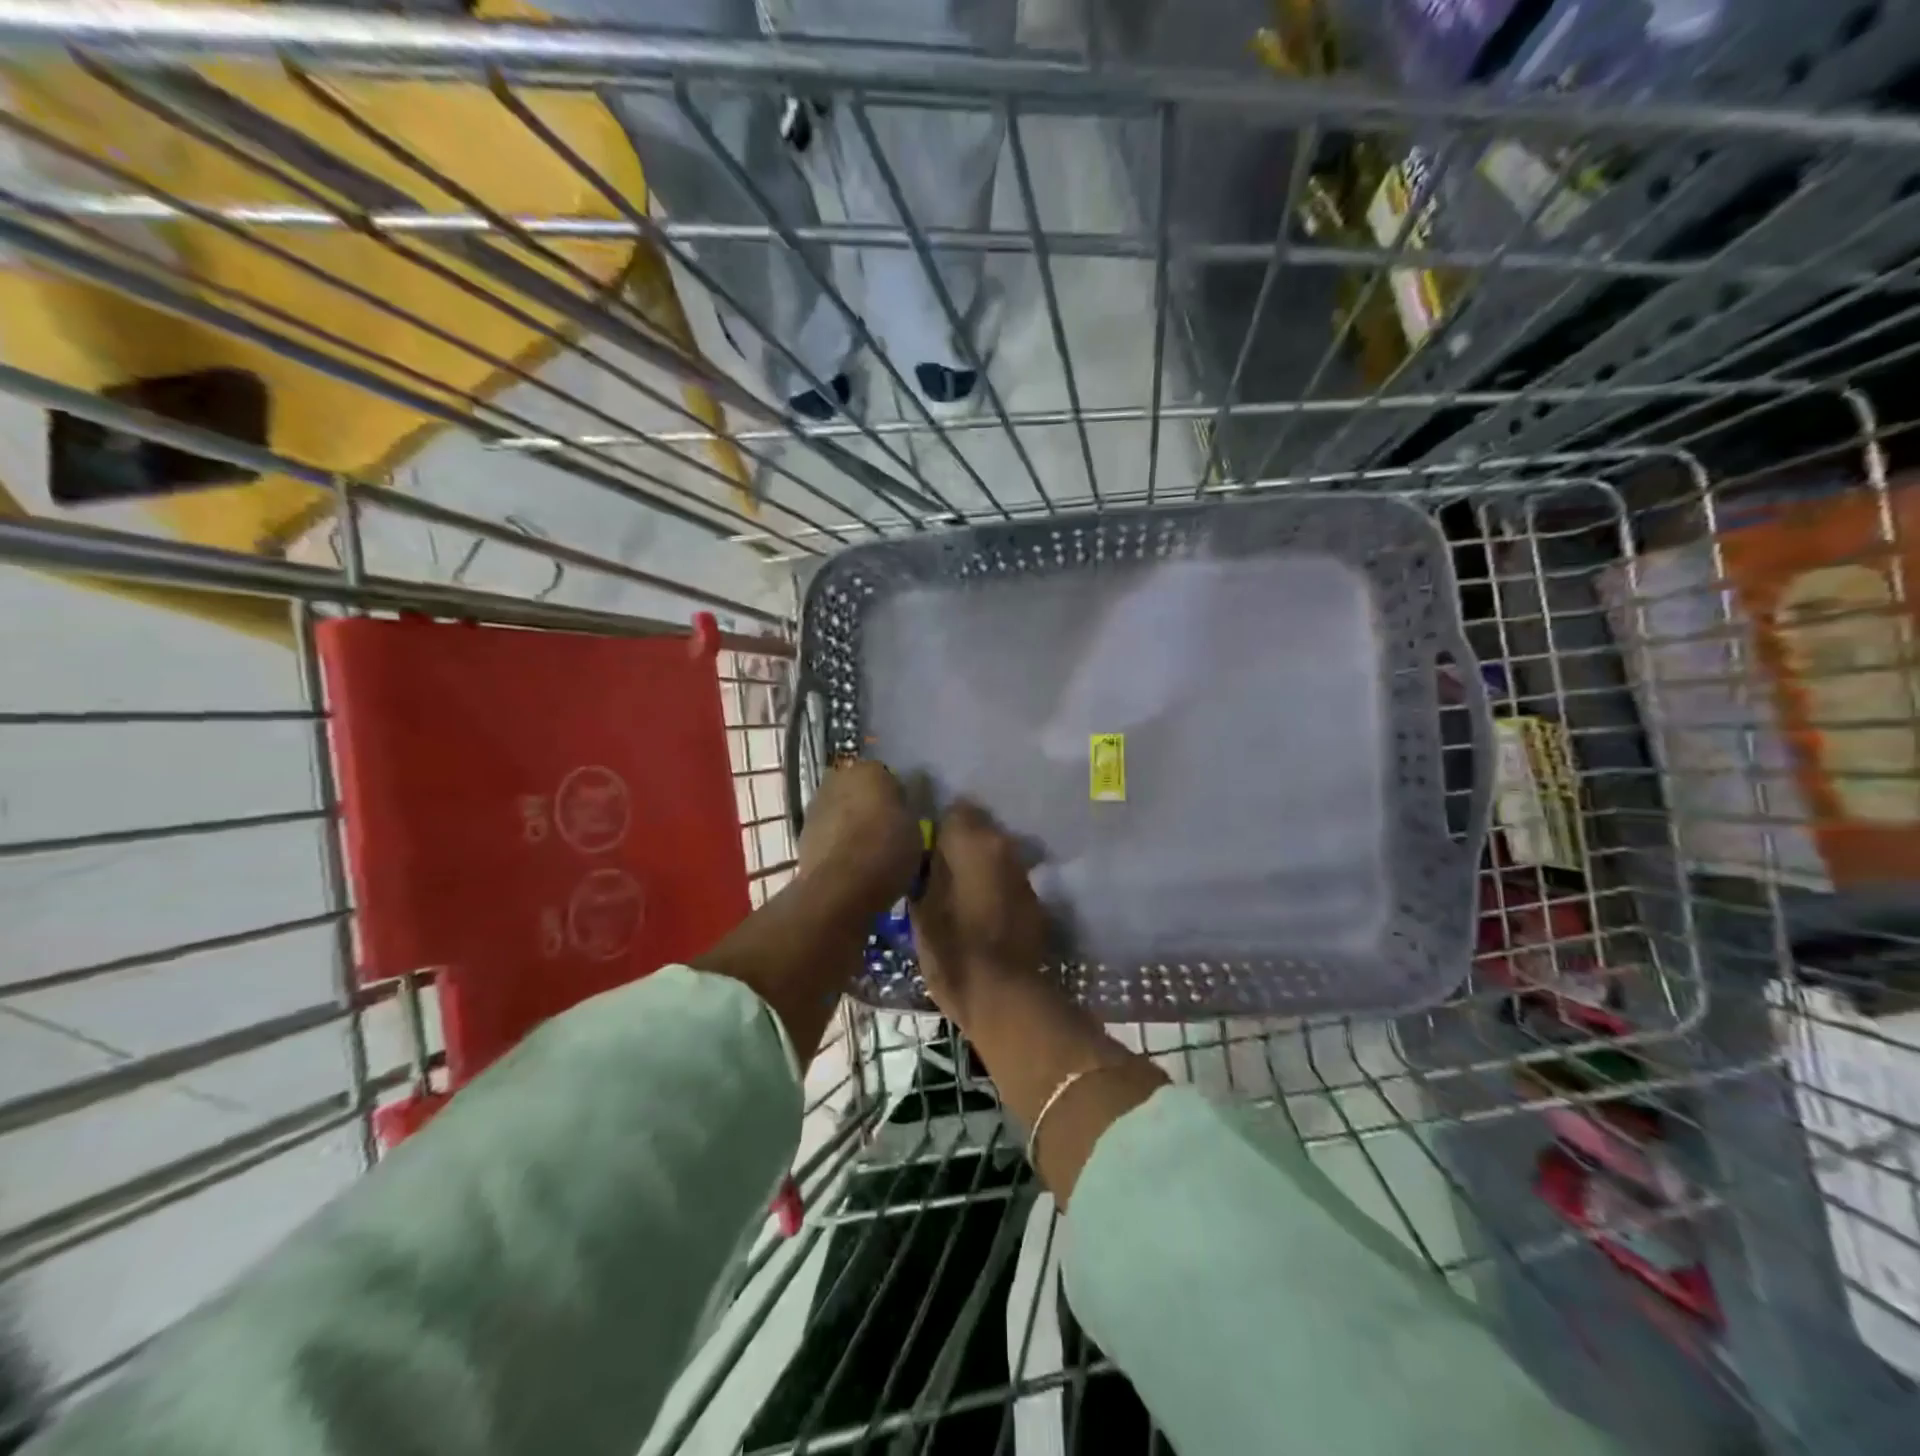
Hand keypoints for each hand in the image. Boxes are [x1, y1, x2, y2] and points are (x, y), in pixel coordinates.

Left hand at [796, 761, 920, 918]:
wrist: (840, 887)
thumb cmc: (886, 851)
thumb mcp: (915, 831)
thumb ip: (904, 812)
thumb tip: (898, 811)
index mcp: (871, 770)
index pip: (887, 776)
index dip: (896, 797)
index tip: (902, 818)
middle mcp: (839, 778)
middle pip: (858, 788)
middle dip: (868, 804)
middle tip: (884, 830)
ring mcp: (817, 803)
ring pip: (840, 808)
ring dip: (849, 821)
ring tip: (864, 850)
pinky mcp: (802, 830)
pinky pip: (827, 830)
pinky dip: (835, 840)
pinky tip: (847, 862)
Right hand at [910, 800, 1049, 1026]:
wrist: (1002, 994)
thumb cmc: (951, 948)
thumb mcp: (920, 909)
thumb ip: (925, 871)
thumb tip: (927, 856)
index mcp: (971, 840)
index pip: (954, 810)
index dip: (938, 829)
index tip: (924, 850)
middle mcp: (1003, 846)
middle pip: (978, 831)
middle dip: (960, 846)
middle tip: (937, 872)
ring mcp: (1023, 873)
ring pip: (995, 856)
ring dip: (980, 868)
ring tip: (959, 894)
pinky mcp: (1035, 900)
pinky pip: (1009, 882)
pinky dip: (996, 890)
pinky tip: (983, 914)